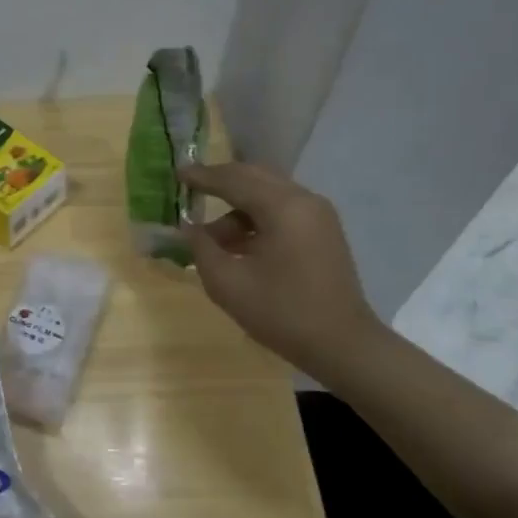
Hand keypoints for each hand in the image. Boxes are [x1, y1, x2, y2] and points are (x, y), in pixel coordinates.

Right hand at [180, 162, 382, 378]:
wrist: (341, 344)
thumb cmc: (281, 312)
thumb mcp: (227, 283)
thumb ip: (201, 248)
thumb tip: (187, 228)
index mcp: (283, 208)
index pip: (234, 180)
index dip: (202, 176)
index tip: (176, 173)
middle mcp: (304, 201)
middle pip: (255, 177)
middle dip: (221, 181)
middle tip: (190, 188)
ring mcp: (318, 216)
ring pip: (268, 194)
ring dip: (236, 207)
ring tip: (209, 237)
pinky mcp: (322, 232)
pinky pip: (282, 211)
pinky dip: (255, 218)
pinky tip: (236, 244)